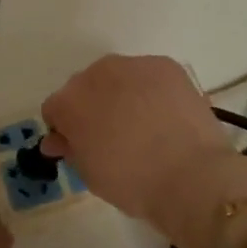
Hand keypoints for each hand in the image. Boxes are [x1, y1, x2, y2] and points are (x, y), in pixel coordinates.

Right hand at [41, 55, 246, 247]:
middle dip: (92, 107)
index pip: (55, 110)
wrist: (191, 176)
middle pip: (85, 87)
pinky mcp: (165, 65)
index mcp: (69, 102)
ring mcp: (133, 65)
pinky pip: (147, 75)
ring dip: (121, 94)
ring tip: (143, 125)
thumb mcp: (89, 173)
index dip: (65, 130)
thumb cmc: (131, 182)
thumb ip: (70, 149)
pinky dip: (150, 90)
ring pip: (117, 77)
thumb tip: (59, 139)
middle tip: (112, 136)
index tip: (80, 147)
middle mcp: (95, 74)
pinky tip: (164, 115)